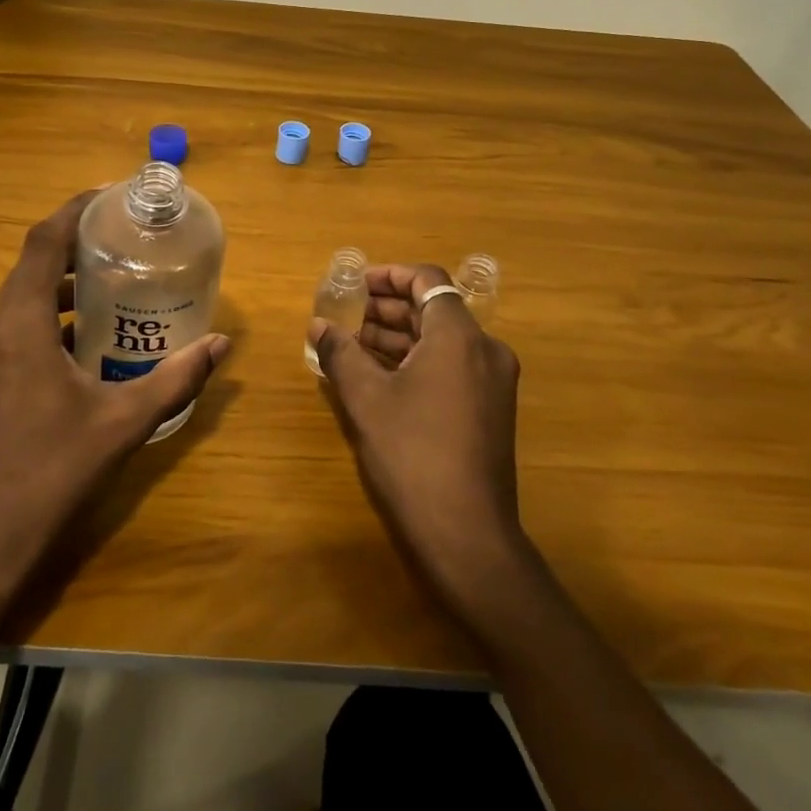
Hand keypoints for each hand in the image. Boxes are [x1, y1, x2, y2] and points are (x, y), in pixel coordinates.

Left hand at [0, 190, 229, 583]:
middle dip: (74, 244)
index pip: (41, 242)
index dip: (73, 211)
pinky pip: (16, 325)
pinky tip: (87, 337)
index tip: (109, 197)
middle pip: (30, 264)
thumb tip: (221, 344)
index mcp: (20, 324)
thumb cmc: (56, 468)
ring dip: (62, 281)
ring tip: (112, 281)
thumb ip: (176, 378)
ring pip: (21, 296)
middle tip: (124, 239)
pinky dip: (49, 314)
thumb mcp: (125, 419)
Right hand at [309, 263, 526, 607]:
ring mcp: (492, 381)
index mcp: (459, 336)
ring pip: (441, 340)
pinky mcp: (490, 409)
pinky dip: (416, 361)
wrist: (467, 534)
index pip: (427, 280)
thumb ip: (340, 353)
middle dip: (387, 309)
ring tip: (353, 346)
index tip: (355, 284)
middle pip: (433, 309)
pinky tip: (379, 376)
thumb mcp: (366, 399)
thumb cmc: (413, 454)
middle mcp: (484, 349)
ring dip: (399, 337)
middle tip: (345, 316)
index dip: (389, 275)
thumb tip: (318, 325)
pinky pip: (450, 366)